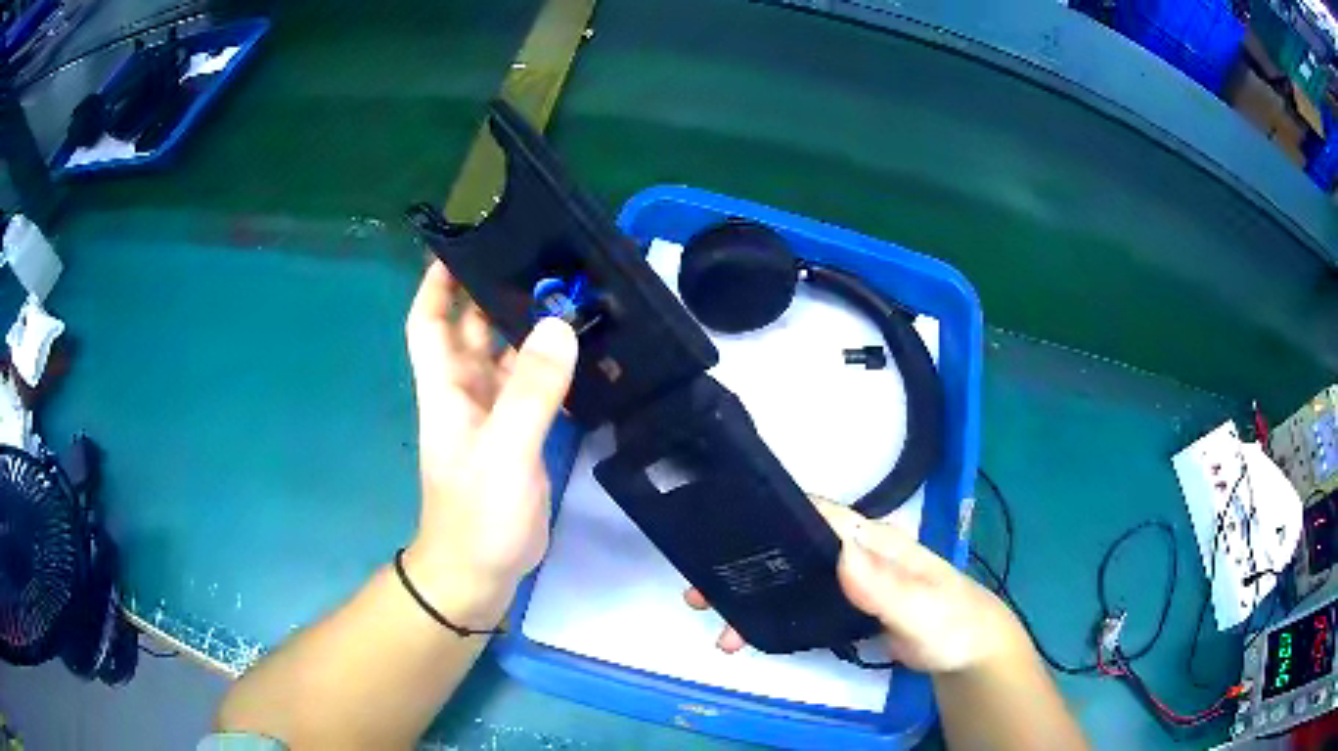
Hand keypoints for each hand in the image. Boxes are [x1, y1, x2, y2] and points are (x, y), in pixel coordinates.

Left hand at [402, 261, 577, 626]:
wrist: (480, 573)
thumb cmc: (477, 514)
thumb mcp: (504, 451)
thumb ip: (530, 392)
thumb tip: (558, 326)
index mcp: (447, 388)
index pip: (429, 321)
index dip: (436, 282)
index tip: (461, 242)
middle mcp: (467, 392)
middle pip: (474, 328)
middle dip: (497, 292)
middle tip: (541, 257)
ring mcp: (495, 414)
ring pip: (509, 355)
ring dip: (531, 326)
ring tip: (571, 292)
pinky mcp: (519, 434)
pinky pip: (534, 386)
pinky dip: (553, 365)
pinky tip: (581, 348)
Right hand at [686, 499, 1023, 673]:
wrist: (964, 650)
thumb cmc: (950, 621)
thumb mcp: (922, 608)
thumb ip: (887, 587)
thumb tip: (841, 554)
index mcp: (872, 541)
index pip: (817, 516)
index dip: (772, 516)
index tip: (723, 531)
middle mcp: (854, 554)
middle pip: (792, 547)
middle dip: (746, 562)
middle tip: (699, 588)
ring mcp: (848, 582)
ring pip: (790, 578)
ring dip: (751, 594)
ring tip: (714, 618)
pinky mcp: (843, 608)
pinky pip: (799, 606)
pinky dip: (769, 617)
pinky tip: (747, 633)